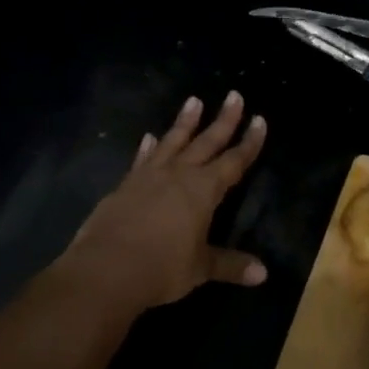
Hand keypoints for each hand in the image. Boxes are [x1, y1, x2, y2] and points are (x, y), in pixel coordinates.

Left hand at [63, 92, 267, 313]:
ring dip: (185, 121)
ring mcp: (150, 176)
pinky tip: (149, 137)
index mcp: (204, 190)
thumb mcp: (200, 268)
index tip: (259, 120)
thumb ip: (230, 265)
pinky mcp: (126, 184)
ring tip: (194, 100)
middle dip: (224, 119)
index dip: (249, 142)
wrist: (106, 269)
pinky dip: (148, 148)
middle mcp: (179, 174)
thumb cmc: (161, 268)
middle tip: (234, 95)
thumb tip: (263, 274)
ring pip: (173, 141)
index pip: (234, 161)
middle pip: (207, 141)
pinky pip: (142, 159)